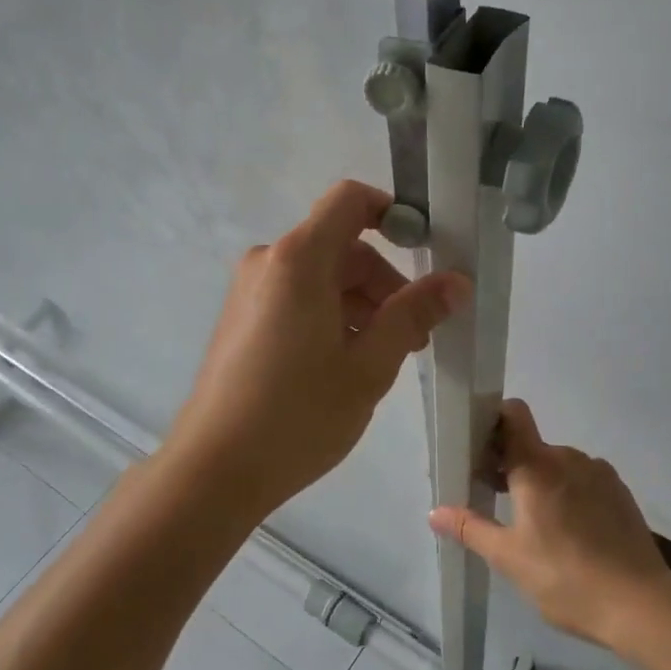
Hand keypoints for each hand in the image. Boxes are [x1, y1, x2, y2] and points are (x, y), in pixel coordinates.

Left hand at [164, 181, 469, 519]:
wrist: (214, 469)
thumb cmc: (298, 415)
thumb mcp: (369, 366)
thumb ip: (413, 314)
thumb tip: (456, 281)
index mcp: (299, 260)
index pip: (350, 200)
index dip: (392, 214)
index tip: (426, 252)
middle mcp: (270, 262)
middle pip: (341, 246)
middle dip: (383, 282)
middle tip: (412, 337)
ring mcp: (250, 291)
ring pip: (321, 276)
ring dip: (360, 304)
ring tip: (381, 359)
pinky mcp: (242, 318)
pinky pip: (297, 297)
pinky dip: (330, 316)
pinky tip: (343, 365)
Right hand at [430, 400, 670, 649]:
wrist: (641, 604)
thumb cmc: (565, 577)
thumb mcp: (509, 558)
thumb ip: (470, 528)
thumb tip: (434, 512)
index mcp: (537, 465)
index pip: (513, 414)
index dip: (493, 420)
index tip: (479, 448)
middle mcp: (569, 457)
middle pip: (531, 445)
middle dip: (511, 465)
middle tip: (497, 501)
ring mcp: (599, 473)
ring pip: (559, 464)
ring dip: (542, 481)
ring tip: (536, 525)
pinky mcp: (620, 493)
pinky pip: (584, 480)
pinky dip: (570, 494)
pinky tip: (570, 533)